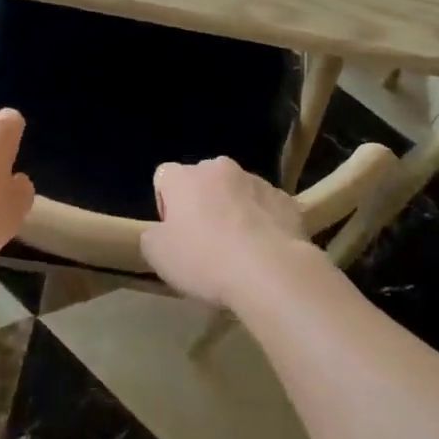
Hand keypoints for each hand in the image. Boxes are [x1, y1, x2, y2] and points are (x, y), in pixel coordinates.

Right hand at [140, 157, 307, 308]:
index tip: (174, 233)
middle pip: (203, 181)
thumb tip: (161, 232)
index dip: (166, 204)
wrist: (271, 270)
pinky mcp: (285, 199)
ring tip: (239, 251)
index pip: (164, 176)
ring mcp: (256, 181)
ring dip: (234, 212)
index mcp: (185, 177)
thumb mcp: (158, 256)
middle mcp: (220, 168)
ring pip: (237, 192)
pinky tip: (264, 252)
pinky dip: (262, 223)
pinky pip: (265, 207)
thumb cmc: (205, 259)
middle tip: (205, 243)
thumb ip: (152, 236)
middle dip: (202, 204)